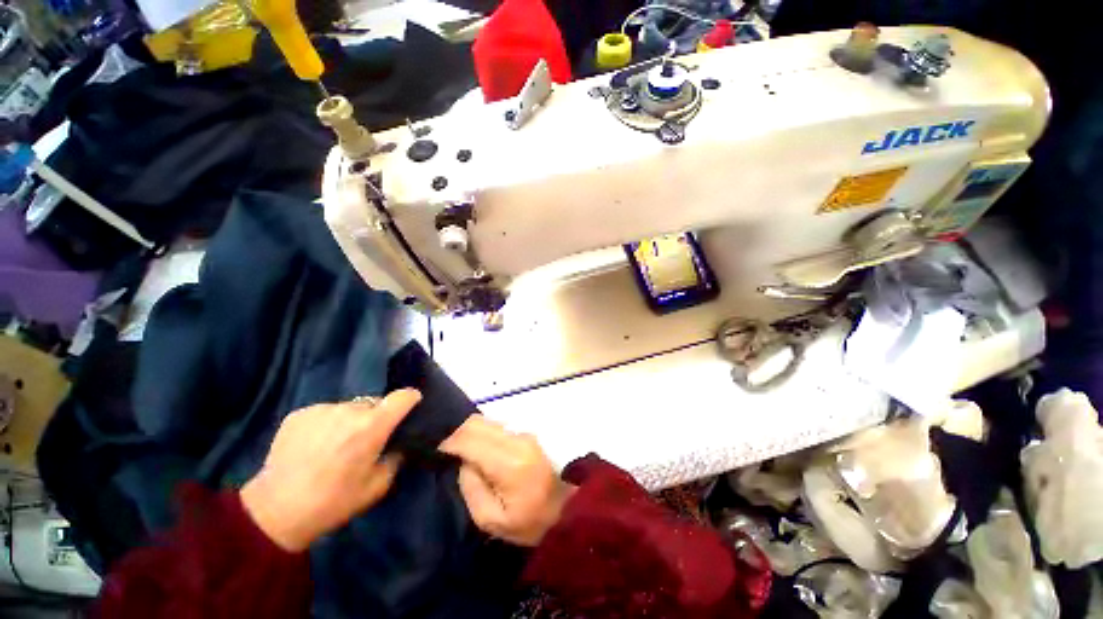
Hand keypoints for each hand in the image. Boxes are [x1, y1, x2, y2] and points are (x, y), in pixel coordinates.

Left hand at [240, 389, 420, 551]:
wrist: (274, 512)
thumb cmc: (333, 502)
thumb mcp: (378, 486)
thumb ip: (396, 457)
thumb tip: (400, 443)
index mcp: (373, 425)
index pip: (403, 396)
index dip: (411, 400)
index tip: (410, 409)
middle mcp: (349, 409)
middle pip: (375, 403)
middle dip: (376, 417)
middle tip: (366, 440)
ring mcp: (322, 409)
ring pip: (349, 407)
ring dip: (350, 420)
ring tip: (336, 445)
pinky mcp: (299, 414)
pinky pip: (325, 412)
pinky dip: (327, 424)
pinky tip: (314, 446)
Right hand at [440, 417, 574, 545]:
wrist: (563, 509)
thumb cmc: (528, 522)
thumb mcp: (491, 520)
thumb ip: (471, 488)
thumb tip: (463, 462)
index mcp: (508, 463)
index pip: (471, 440)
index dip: (449, 442)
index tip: (434, 451)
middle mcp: (516, 441)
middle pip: (478, 423)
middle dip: (456, 433)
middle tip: (443, 450)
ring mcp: (523, 435)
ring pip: (487, 422)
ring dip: (469, 432)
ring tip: (456, 449)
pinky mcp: (526, 435)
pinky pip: (496, 427)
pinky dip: (481, 433)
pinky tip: (475, 448)